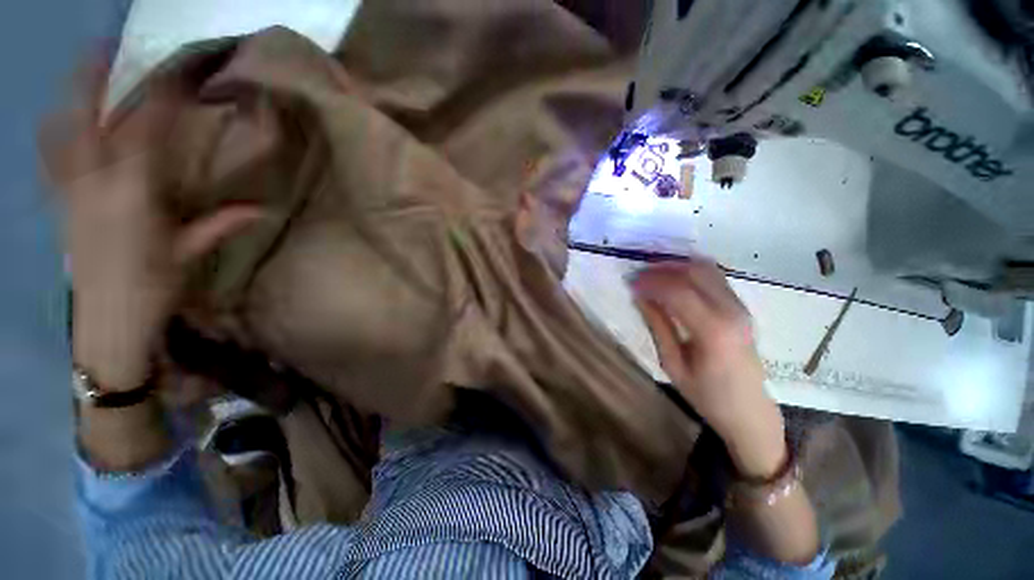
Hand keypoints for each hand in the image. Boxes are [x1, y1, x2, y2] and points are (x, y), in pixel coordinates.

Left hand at [40, 51, 261, 391]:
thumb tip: (262, 209)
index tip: (176, 75)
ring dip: (71, 98)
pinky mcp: (61, 203)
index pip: (147, 134)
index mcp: (134, 194)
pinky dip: (54, 133)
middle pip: (92, 121)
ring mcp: (71, 190)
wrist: (107, 320)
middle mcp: (96, 182)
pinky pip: (52, 158)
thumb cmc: (153, 287)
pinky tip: (57, 119)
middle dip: (95, 80)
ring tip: (81, 69)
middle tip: (105, 45)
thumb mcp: (188, 254)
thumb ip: (220, 225)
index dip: (159, 100)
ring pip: (63, 132)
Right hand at [631, 262, 785, 477]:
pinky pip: (714, 277)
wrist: (750, 411)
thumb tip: (639, 296)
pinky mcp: (741, 307)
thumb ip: (658, 325)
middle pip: (694, 272)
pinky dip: (690, 271)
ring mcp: (740, 307)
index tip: (630, 282)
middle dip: (662, 268)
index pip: (678, 291)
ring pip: (707, 269)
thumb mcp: (673, 364)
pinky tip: (672, 279)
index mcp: (714, 331)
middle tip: (638, 275)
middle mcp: (732, 312)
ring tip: (652, 274)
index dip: (651, 282)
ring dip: (676, 266)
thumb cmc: (707, 395)